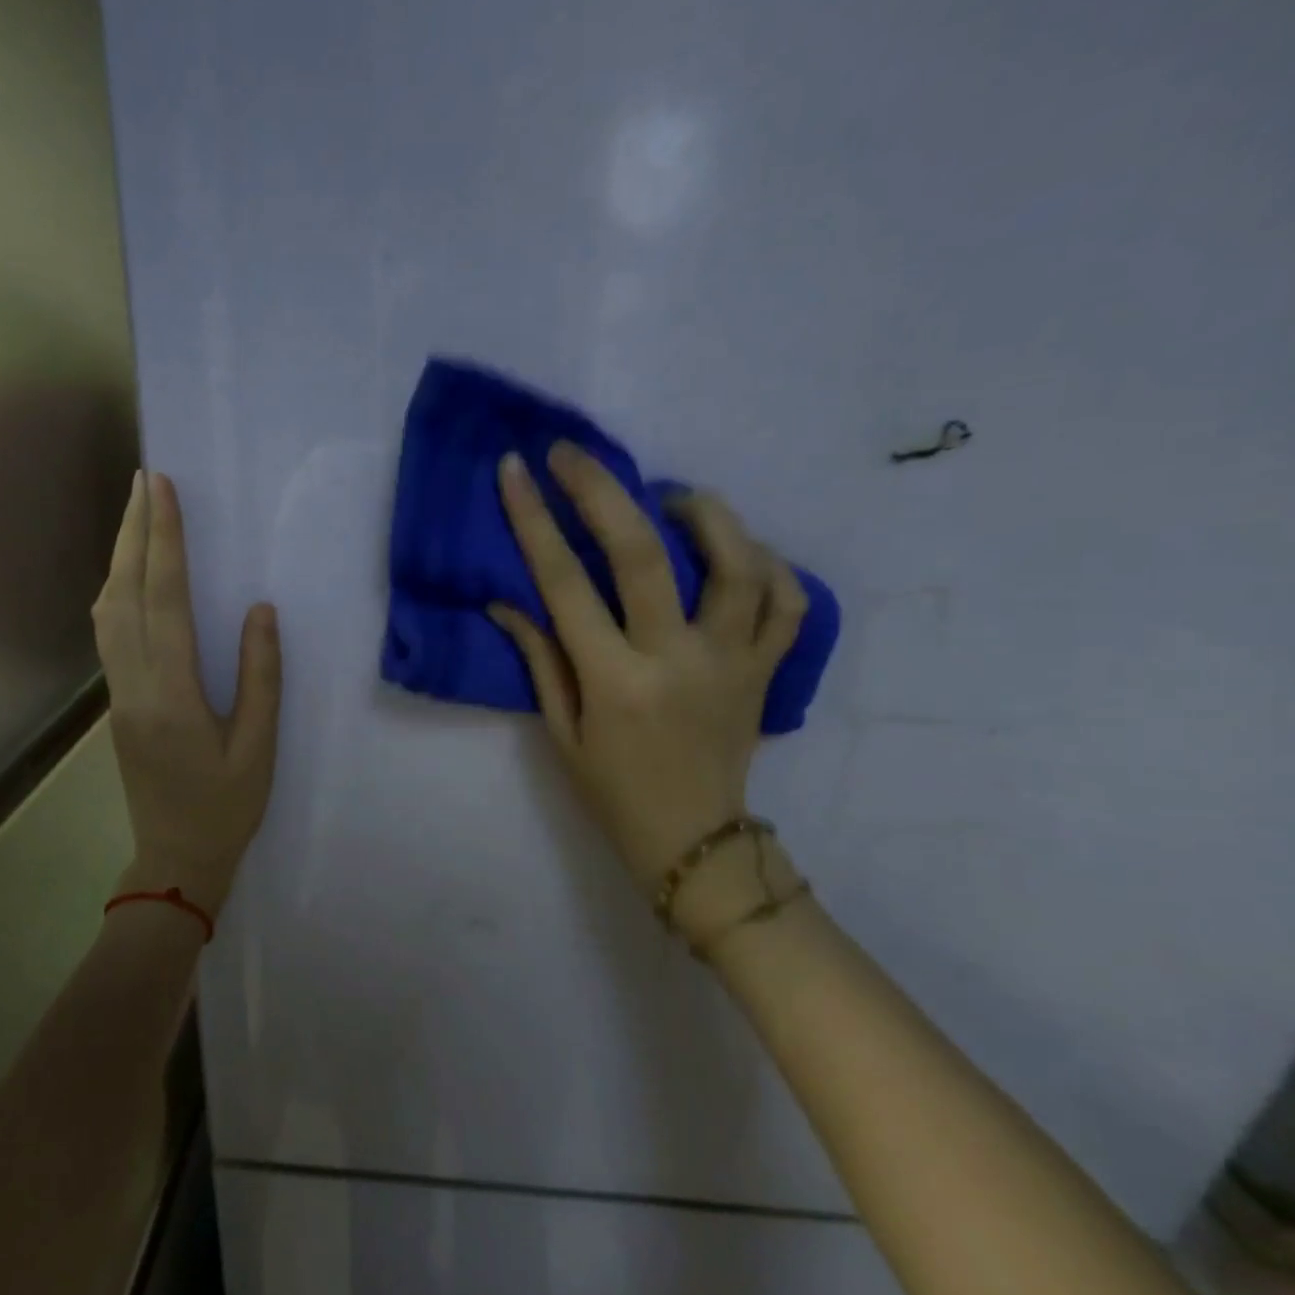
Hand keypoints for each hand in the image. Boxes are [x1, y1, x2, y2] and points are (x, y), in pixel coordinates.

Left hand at [93, 471, 281, 917]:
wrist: (175, 858)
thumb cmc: (227, 808)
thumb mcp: (258, 747)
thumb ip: (261, 677)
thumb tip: (260, 611)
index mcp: (172, 695)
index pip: (163, 600)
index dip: (164, 541)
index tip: (164, 489)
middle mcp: (133, 685)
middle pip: (123, 593)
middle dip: (133, 532)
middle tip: (146, 480)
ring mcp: (117, 694)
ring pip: (106, 611)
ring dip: (119, 558)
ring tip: (138, 515)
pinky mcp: (117, 703)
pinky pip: (108, 633)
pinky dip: (117, 590)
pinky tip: (131, 575)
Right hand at [488, 443, 803, 937]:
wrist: (694, 842)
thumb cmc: (614, 793)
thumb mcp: (562, 734)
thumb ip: (541, 661)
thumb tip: (508, 603)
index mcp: (614, 682)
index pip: (565, 585)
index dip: (535, 521)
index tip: (516, 471)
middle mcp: (675, 660)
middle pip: (643, 553)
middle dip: (603, 490)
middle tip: (575, 453)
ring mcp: (732, 662)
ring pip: (737, 563)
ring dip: (705, 513)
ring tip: (674, 497)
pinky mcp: (766, 671)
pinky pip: (787, 605)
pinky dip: (772, 567)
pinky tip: (740, 553)